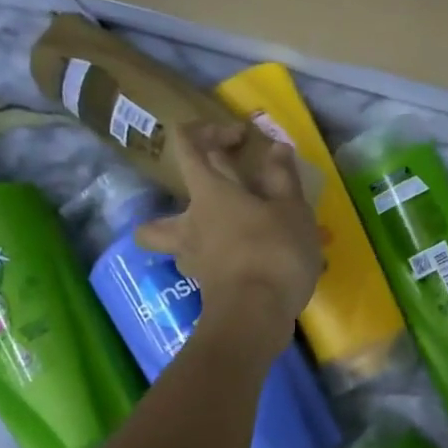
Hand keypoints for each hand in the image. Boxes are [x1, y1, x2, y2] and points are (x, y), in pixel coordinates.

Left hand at [134, 122, 321, 354]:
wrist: (256, 316)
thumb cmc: (273, 252)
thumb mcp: (291, 209)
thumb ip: (283, 178)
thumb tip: (276, 149)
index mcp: (208, 193)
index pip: (187, 145)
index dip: (208, 131)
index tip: (240, 139)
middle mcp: (189, 225)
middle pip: (156, 219)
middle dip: (173, 211)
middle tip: (210, 213)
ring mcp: (193, 262)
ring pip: (175, 250)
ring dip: (193, 243)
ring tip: (227, 244)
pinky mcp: (206, 290)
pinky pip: (204, 270)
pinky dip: (218, 267)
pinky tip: (245, 269)